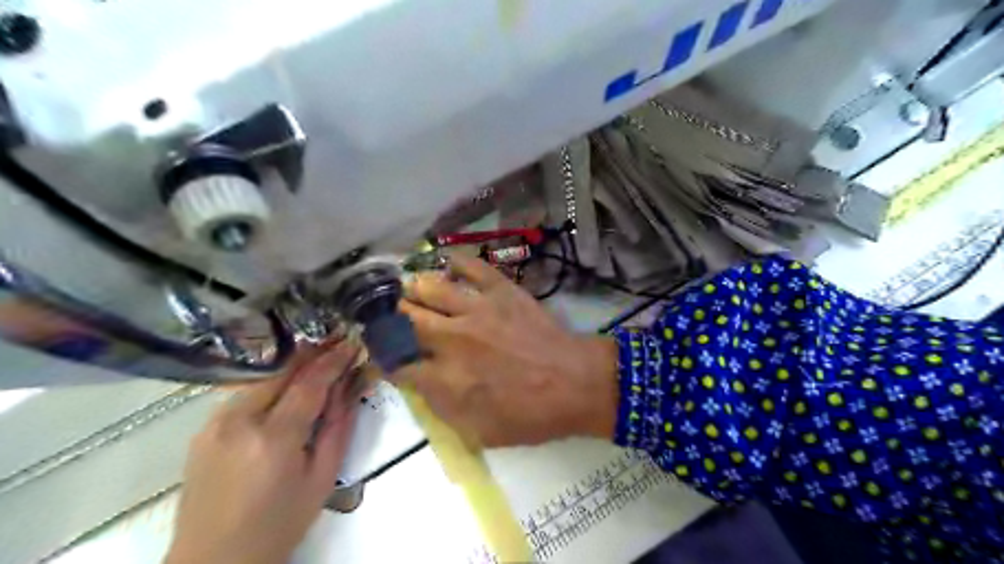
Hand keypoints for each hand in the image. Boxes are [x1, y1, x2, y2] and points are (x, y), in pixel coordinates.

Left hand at [165, 339, 364, 563]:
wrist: (214, 561)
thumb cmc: (279, 523)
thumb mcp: (322, 477)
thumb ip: (338, 426)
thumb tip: (351, 386)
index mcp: (273, 439)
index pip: (309, 384)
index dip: (333, 360)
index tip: (352, 343)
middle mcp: (238, 422)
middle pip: (282, 372)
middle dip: (313, 353)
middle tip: (337, 340)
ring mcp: (214, 424)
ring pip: (262, 379)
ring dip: (292, 366)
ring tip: (317, 358)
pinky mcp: (203, 429)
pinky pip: (245, 395)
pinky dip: (270, 384)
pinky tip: (286, 386)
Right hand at [395, 253, 620, 446]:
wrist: (577, 383)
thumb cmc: (532, 415)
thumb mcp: (481, 432)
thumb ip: (442, 408)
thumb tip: (418, 382)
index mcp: (446, 379)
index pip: (397, 364)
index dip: (384, 359)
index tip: (383, 356)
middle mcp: (453, 339)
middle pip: (405, 319)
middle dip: (390, 318)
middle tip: (389, 317)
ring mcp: (477, 310)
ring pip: (428, 288)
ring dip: (412, 289)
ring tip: (409, 290)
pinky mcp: (501, 290)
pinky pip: (469, 266)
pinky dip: (452, 262)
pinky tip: (443, 264)